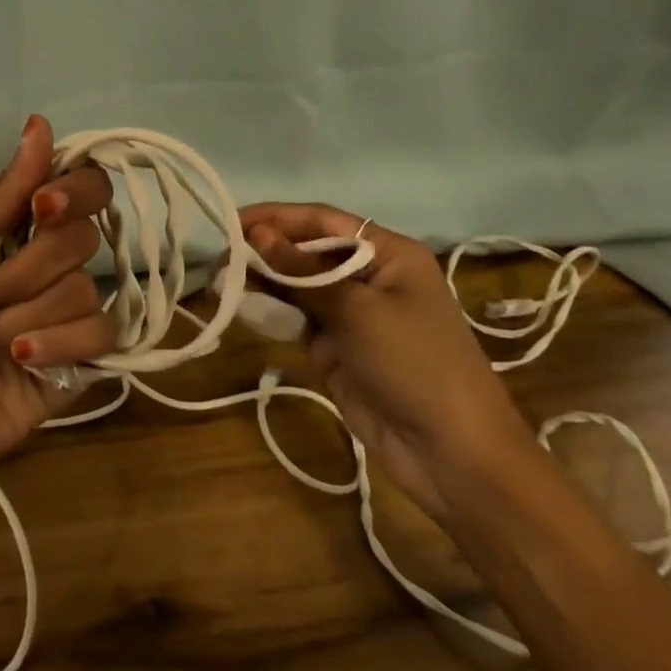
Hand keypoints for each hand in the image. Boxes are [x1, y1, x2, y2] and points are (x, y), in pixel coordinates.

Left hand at [0, 116, 118, 526]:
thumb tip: (41, 124)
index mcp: (24, 223)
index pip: (83, 183)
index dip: (73, 190)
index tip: (41, 209)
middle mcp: (56, 258)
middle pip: (83, 236)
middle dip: (25, 269)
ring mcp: (75, 307)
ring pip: (82, 288)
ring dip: (23, 314)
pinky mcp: (90, 355)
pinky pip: (100, 332)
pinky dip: (52, 345)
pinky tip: (20, 360)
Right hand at [238, 203, 534, 521]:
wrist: (451, 452)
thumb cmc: (414, 363)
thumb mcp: (357, 310)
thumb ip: (302, 271)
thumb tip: (255, 233)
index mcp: (388, 253)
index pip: (322, 221)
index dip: (276, 217)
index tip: (231, 220)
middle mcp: (369, 276)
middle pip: (307, 251)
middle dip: (264, 251)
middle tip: (218, 258)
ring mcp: (352, 314)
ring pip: (298, 285)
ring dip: (262, 281)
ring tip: (220, 281)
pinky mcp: (337, 347)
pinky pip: (297, 318)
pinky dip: (271, 311)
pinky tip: (241, 307)